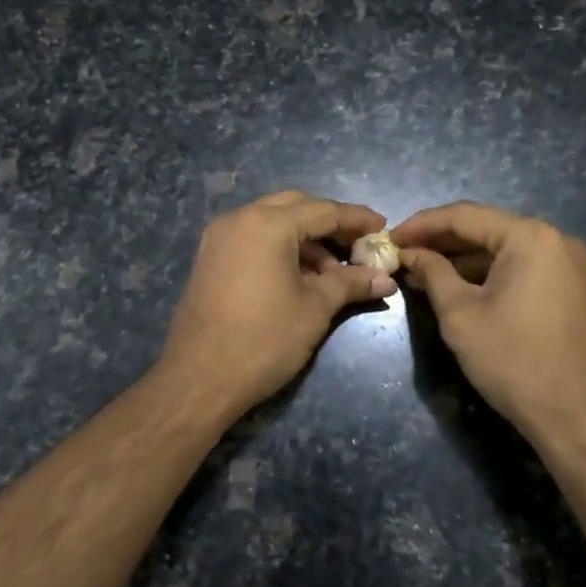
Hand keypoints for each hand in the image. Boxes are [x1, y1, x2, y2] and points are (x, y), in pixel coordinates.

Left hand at [155, 191, 396, 424]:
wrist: (199, 379)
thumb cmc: (264, 339)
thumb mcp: (315, 308)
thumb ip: (350, 283)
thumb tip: (386, 278)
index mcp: (267, 224)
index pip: (323, 210)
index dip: (357, 219)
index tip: (383, 228)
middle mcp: (239, 219)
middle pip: (295, 207)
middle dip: (328, 225)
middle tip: (357, 248)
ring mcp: (219, 238)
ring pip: (271, 222)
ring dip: (304, 239)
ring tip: (332, 274)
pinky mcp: (209, 258)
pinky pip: (252, 239)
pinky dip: (279, 248)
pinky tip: (299, 278)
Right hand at [391, 201, 585, 445]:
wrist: (578, 416)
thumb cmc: (514, 361)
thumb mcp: (460, 315)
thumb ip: (432, 273)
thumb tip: (411, 253)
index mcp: (530, 237)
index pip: (464, 216)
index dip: (421, 225)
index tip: (389, 238)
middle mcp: (556, 239)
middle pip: (486, 229)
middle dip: (441, 242)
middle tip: (402, 255)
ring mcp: (569, 264)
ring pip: (503, 250)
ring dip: (462, 260)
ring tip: (421, 273)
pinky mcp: (572, 288)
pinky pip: (521, 268)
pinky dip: (488, 274)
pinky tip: (456, 287)